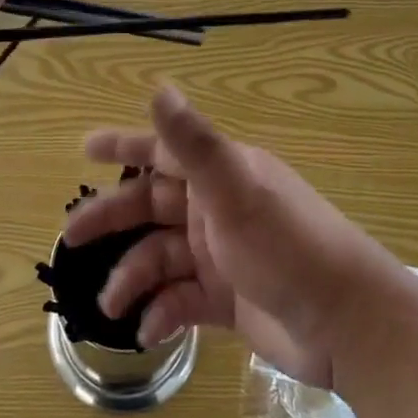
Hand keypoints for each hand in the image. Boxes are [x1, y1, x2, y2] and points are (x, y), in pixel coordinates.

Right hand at [63, 85, 406, 389]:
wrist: (347, 324)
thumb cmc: (288, 247)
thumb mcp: (236, 190)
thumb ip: (193, 143)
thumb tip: (159, 86)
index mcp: (220, 175)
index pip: (162, 151)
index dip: (123, 147)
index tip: (84, 149)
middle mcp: (217, 208)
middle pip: (151, 206)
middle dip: (112, 219)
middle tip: (70, 239)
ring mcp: (222, 255)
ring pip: (161, 257)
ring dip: (133, 277)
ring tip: (109, 305)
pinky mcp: (227, 299)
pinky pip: (181, 300)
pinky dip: (162, 312)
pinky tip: (149, 331)